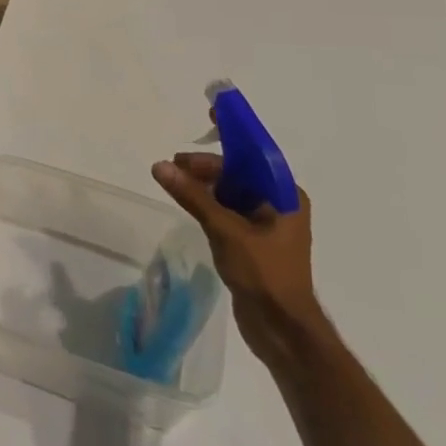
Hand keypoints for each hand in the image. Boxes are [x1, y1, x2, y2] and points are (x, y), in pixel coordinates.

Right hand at [152, 151, 321, 364]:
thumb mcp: (225, 230)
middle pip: (239, 172)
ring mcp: (267, 226)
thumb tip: (160, 166)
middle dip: (208, 166)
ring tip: (174, 183)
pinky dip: (208, 204)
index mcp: (285, 196)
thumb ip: (193, 196)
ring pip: (231, 192)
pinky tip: (188, 204)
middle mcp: (280, 205)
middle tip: (174, 166)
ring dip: (204, 185)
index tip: (211, 113)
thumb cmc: (264, 275)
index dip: (233, 132)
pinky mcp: (254, 244)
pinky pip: (228, 212)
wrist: (283, 332)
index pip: (255, 153)